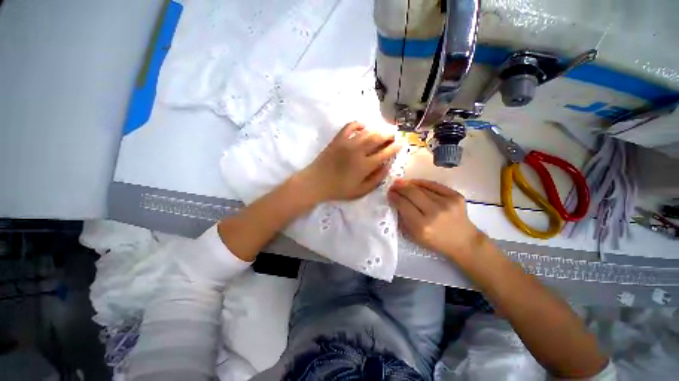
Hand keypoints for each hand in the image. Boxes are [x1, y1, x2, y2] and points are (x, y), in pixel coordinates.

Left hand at [300, 122, 400, 201]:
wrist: (316, 182)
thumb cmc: (339, 189)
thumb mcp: (360, 191)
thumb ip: (376, 179)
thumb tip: (387, 166)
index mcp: (365, 166)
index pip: (385, 153)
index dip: (395, 147)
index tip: (401, 143)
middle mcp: (358, 151)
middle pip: (378, 138)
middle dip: (389, 134)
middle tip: (394, 134)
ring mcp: (347, 143)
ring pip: (367, 131)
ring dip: (378, 128)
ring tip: (383, 129)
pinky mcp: (338, 139)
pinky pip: (350, 126)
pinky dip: (359, 124)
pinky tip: (364, 127)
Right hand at [388, 179, 487, 259]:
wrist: (464, 241)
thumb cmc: (435, 241)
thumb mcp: (414, 236)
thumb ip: (402, 219)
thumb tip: (394, 201)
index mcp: (422, 226)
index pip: (403, 205)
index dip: (394, 197)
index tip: (389, 193)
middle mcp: (434, 213)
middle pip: (412, 193)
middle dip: (400, 187)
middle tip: (393, 185)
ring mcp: (447, 202)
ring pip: (422, 188)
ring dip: (409, 184)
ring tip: (402, 183)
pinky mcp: (456, 196)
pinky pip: (434, 185)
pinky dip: (422, 182)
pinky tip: (415, 182)